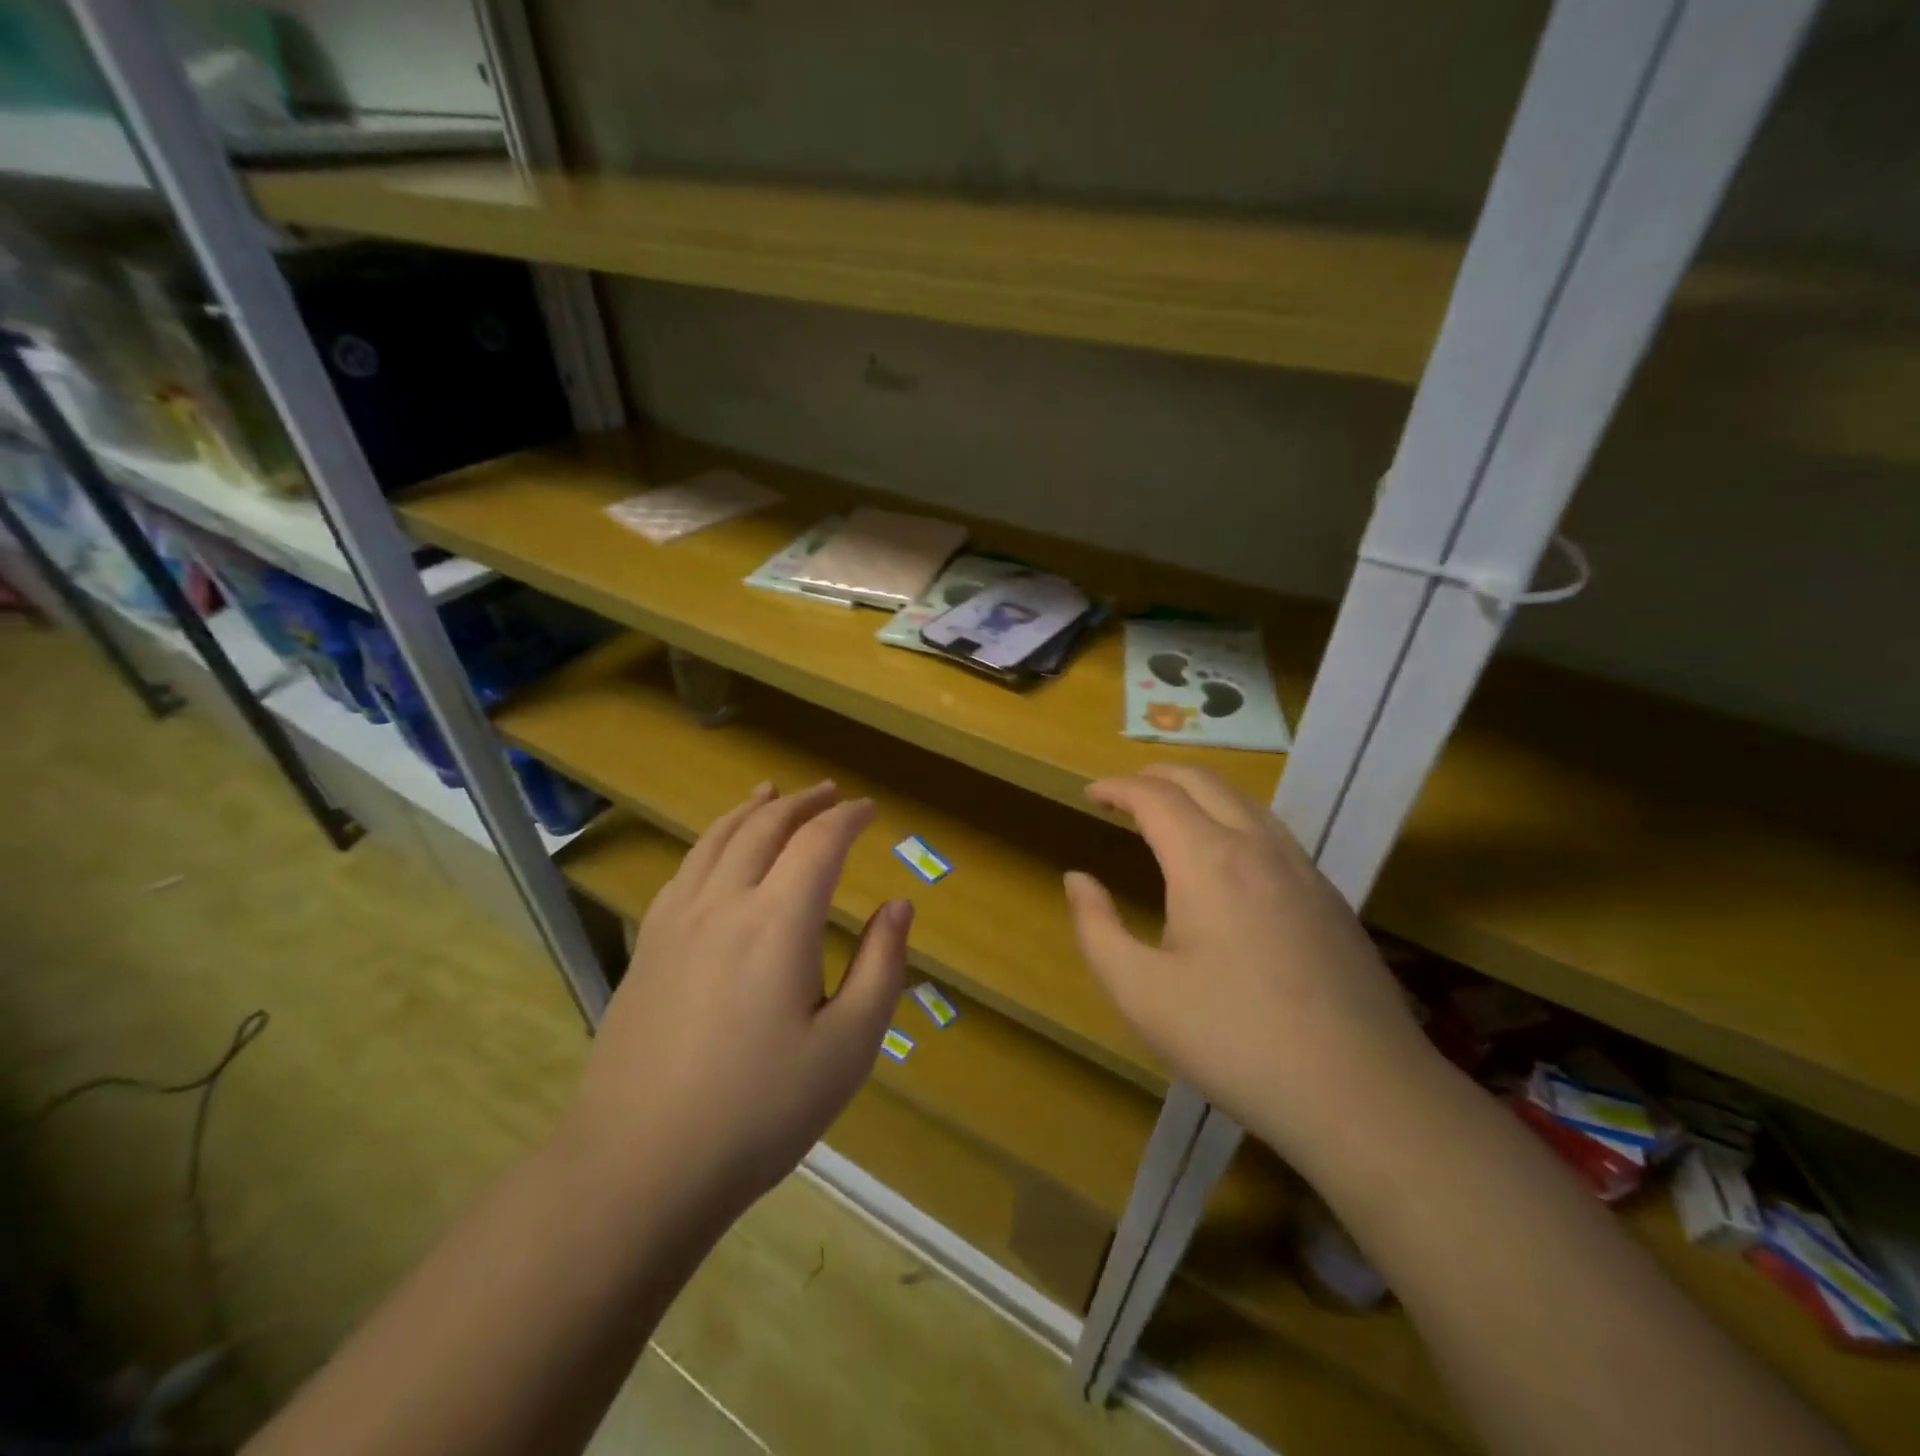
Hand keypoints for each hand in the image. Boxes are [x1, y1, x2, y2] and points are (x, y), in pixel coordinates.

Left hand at [563, 781, 910, 1218]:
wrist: (638, 1165)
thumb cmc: (759, 1111)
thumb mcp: (847, 1047)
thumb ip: (881, 967)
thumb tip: (899, 905)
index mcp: (778, 921)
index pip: (819, 842)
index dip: (848, 817)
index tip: (870, 809)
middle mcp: (724, 902)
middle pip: (765, 825)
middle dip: (803, 802)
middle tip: (830, 793)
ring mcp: (676, 921)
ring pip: (717, 838)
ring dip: (752, 809)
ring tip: (772, 793)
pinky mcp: (647, 946)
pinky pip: (685, 868)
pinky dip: (712, 840)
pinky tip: (717, 851)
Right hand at [1064, 766, 1433, 1172]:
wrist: (1364, 1094)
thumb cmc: (1235, 1042)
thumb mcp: (1141, 993)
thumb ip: (1097, 928)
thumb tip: (1077, 880)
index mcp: (1208, 861)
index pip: (1155, 797)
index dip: (1117, 788)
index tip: (1091, 793)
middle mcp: (1258, 847)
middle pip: (1204, 781)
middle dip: (1157, 775)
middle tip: (1124, 793)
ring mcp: (1302, 869)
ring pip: (1244, 801)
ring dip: (1198, 793)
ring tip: (1169, 815)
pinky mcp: (1329, 897)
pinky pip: (1271, 832)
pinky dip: (1232, 818)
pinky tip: (1225, 859)